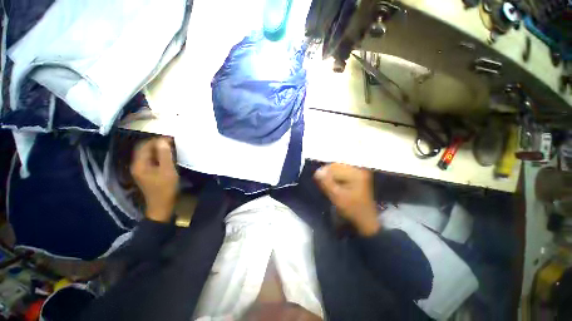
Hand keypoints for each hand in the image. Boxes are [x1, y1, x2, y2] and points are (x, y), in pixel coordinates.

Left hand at [130, 138, 178, 222]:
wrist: (162, 206)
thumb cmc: (165, 188)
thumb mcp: (168, 170)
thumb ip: (165, 155)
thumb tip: (163, 140)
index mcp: (140, 164)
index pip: (145, 145)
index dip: (157, 140)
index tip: (171, 138)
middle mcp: (137, 165)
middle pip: (145, 149)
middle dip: (157, 143)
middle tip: (172, 142)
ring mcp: (141, 170)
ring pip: (148, 154)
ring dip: (158, 149)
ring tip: (171, 148)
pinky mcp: (147, 173)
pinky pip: (151, 160)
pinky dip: (159, 156)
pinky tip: (168, 157)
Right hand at [314, 163, 379, 235]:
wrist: (364, 220)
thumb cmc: (351, 209)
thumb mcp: (337, 197)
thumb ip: (326, 183)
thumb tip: (317, 172)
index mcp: (356, 173)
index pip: (334, 167)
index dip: (324, 173)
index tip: (318, 181)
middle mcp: (358, 169)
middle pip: (337, 166)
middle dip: (327, 174)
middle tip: (323, 185)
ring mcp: (358, 172)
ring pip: (338, 169)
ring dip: (331, 176)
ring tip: (328, 186)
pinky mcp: (357, 176)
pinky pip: (342, 173)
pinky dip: (336, 178)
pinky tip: (334, 186)